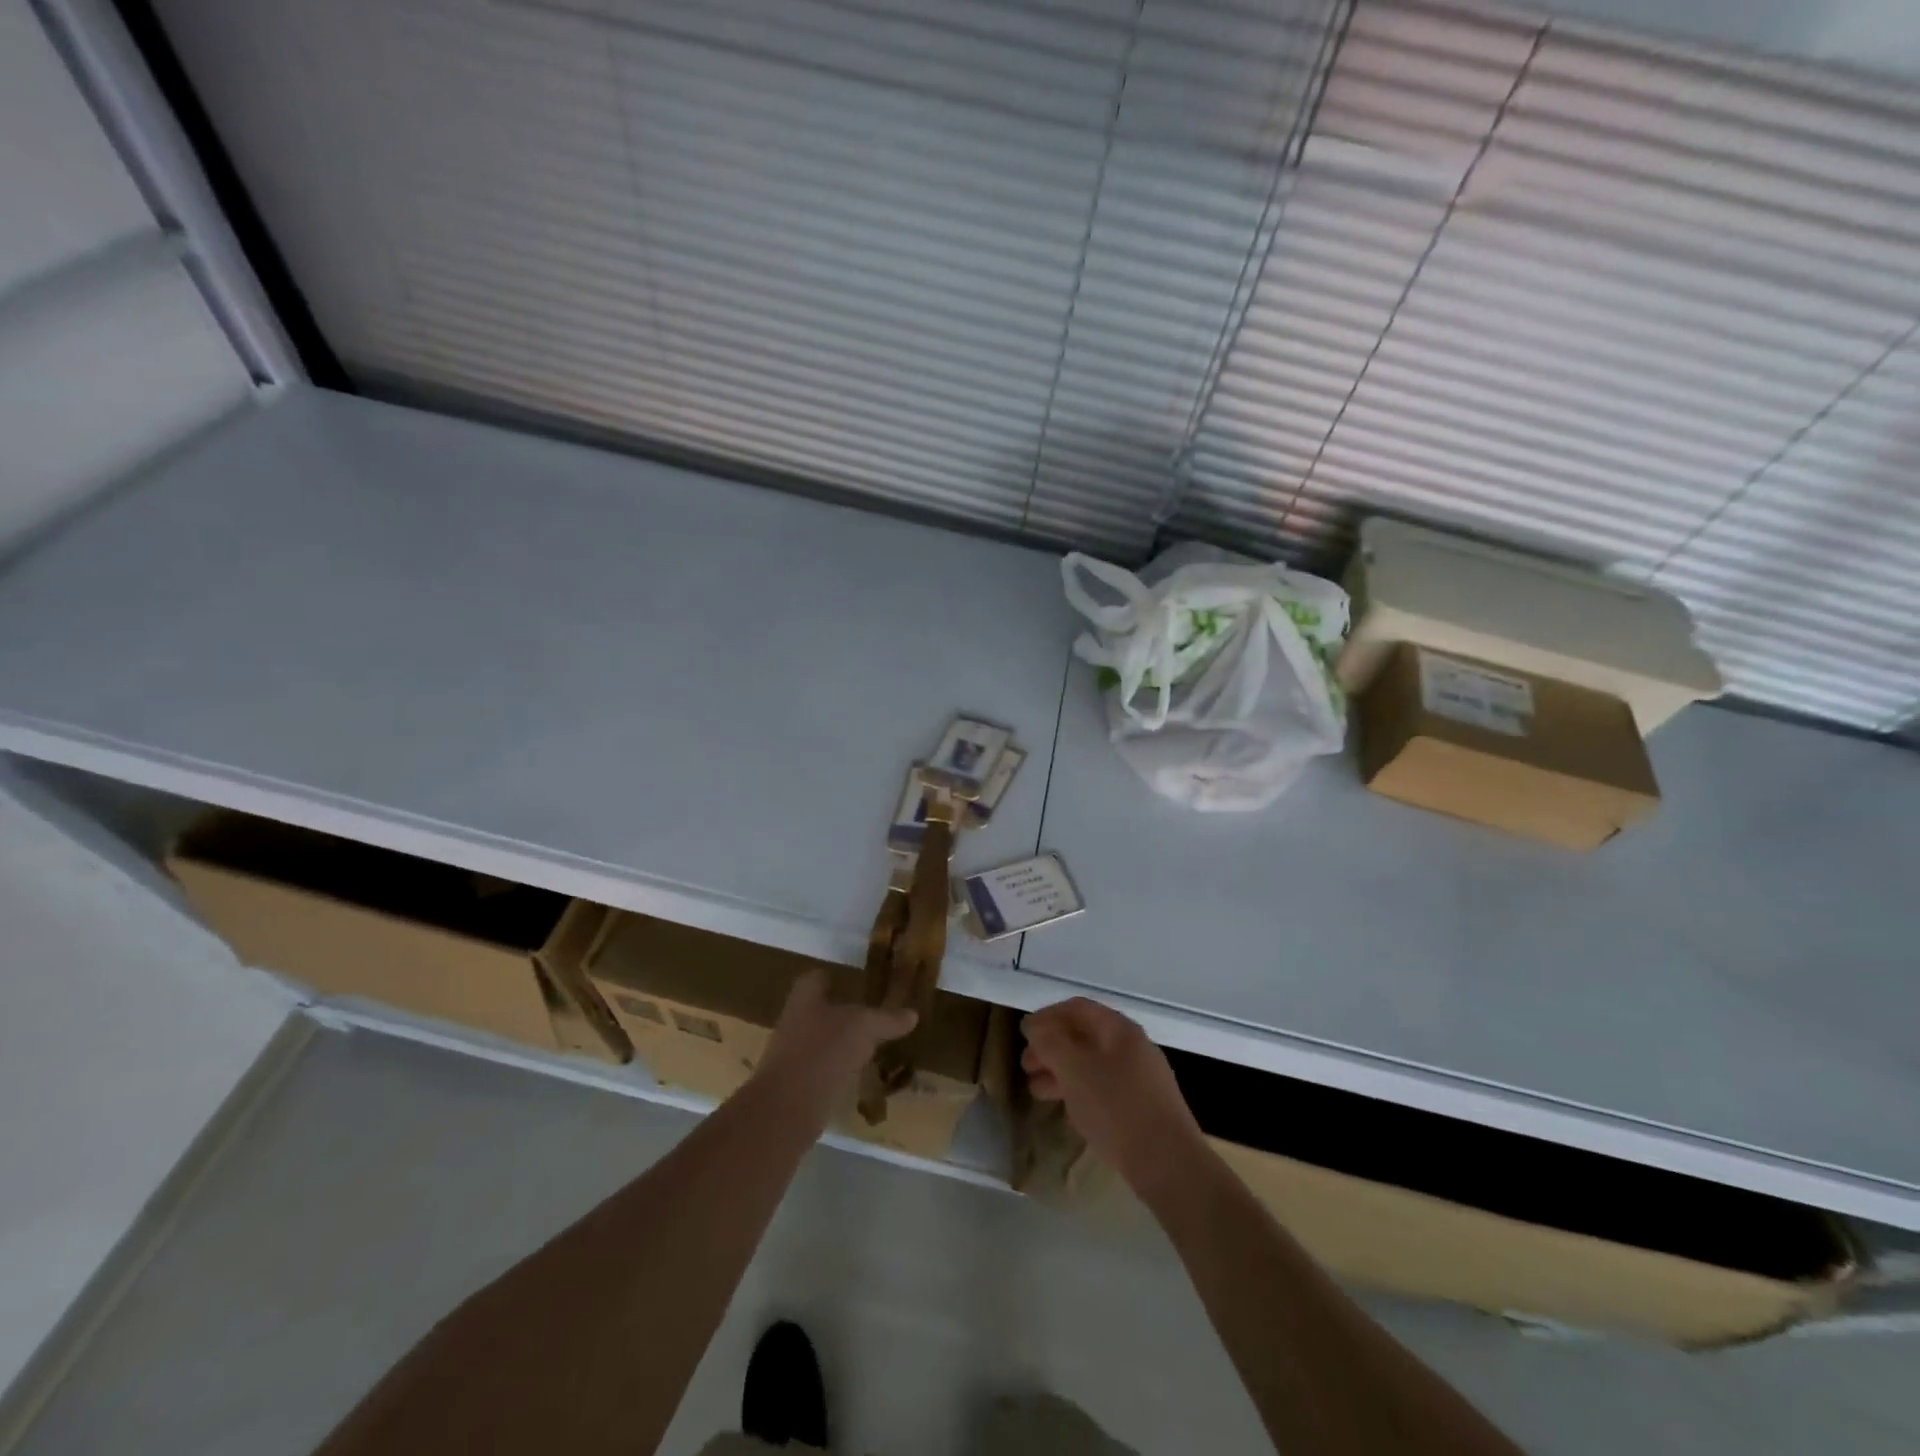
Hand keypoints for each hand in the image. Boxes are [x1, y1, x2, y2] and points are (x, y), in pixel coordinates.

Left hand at [753, 969, 916, 1123]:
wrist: (786, 1108)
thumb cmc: (824, 1051)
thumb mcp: (865, 1028)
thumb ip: (887, 1019)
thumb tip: (912, 1014)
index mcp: (805, 997)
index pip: (818, 978)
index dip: (836, 978)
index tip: (858, 983)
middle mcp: (794, 1021)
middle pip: (819, 1010)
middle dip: (842, 1014)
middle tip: (872, 1017)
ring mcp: (791, 1055)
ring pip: (820, 1042)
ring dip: (841, 1044)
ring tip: (870, 1048)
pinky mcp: (794, 1086)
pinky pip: (821, 1070)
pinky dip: (837, 1071)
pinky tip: (858, 1077)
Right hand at [1022, 998, 1206, 1201]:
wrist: (1168, 1164)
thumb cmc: (1116, 1108)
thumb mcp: (1074, 1070)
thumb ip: (1050, 1042)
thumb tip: (1034, 1025)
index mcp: (1119, 1029)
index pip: (1077, 1008)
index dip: (1046, 1016)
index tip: (1023, 1034)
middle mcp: (1132, 1046)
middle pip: (1084, 1035)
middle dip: (1051, 1047)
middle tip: (1026, 1066)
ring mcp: (1141, 1077)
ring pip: (1092, 1064)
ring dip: (1061, 1072)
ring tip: (1036, 1091)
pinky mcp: (1143, 1107)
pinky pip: (1104, 1087)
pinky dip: (1080, 1090)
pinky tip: (1067, 1109)